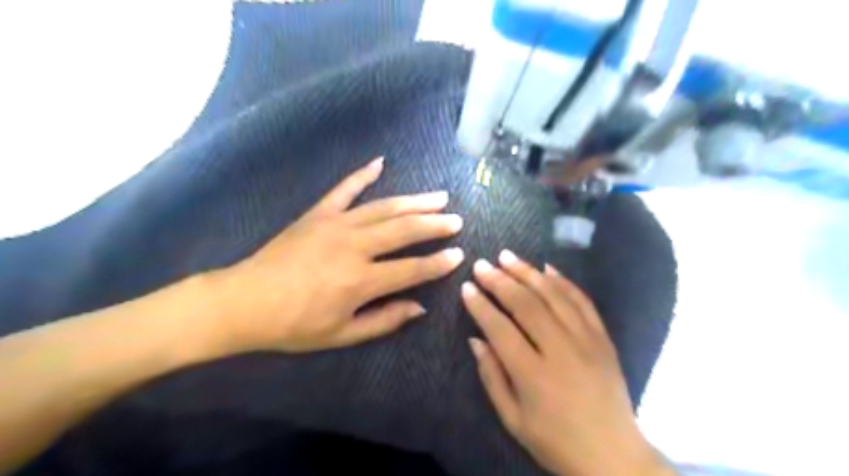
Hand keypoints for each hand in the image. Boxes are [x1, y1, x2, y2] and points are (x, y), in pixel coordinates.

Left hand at [210, 159, 463, 353]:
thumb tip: (419, 307)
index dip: (438, 263)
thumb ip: (384, 320)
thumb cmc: (294, 325)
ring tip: (438, 197)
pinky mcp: (318, 213)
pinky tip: (380, 162)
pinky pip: (344, 189)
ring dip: (414, 201)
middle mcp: (354, 247)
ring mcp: (335, 224)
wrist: (244, 302)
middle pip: (404, 230)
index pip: (412, 269)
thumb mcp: (341, 334)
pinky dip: (362, 174)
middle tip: (456, 220)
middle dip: (434, 225)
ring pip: (384, 208)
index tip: (459, 254)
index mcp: (360, 281)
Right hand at [462, 254, 672, 475]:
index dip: (480, 305)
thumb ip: (491, 376)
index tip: (466, 287)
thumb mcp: (513, 418)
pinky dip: (564, 281)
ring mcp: (586, 340)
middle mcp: (561, 350)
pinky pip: (582, 301)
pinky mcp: (603, 338)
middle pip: (526, 305)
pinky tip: (547, 268)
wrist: (613, 456)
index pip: (500, 329)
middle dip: (500, 281)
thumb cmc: (555, 441)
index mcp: (534, 375)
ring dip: (528, 273)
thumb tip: (475, 339)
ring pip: (553, 296)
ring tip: (507, 257)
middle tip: (482, 264)